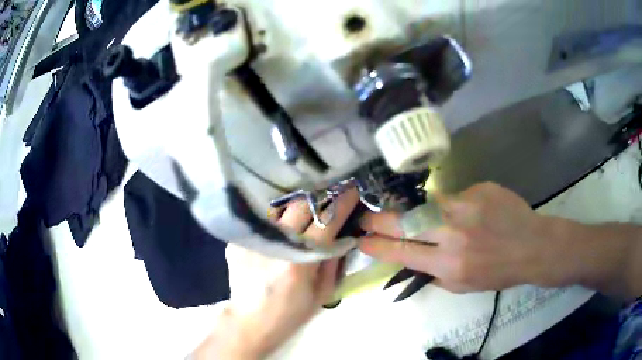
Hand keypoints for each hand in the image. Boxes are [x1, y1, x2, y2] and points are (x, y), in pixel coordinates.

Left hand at [194, 190, 360, 359]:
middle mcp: (274, 245)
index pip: (326, 221)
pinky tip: (281, 222)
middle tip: (330, 193)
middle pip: (300, 205)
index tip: (352, 190)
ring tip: (307, 204)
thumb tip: (344, 234)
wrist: (251, 322)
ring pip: (279, 207)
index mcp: (299, 262)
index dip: (342, 203)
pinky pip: (261, 220)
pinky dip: (276, 218)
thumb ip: (335, 261)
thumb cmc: (291, 312)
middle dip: (320, 195)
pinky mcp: (237, 241)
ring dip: (296, 203)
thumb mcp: (323, 293)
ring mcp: (252, 240)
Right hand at [358, 182, 552, 292]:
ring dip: (411, 210)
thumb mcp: (462, 285)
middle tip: (364, 218)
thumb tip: (411, 259)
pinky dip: (451, 206)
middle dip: (379, 220)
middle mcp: (453, 232)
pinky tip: (467, 215)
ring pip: (425, 203)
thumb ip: (434, 272)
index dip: (378, 246)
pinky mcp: (478, 188)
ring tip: (410, 214)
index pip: (402, 252)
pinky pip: (453, 196)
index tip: (362, 241)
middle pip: (405, 222)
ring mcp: (466, 205)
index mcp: (448, 263)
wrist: (531, 246)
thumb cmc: (497, 272)